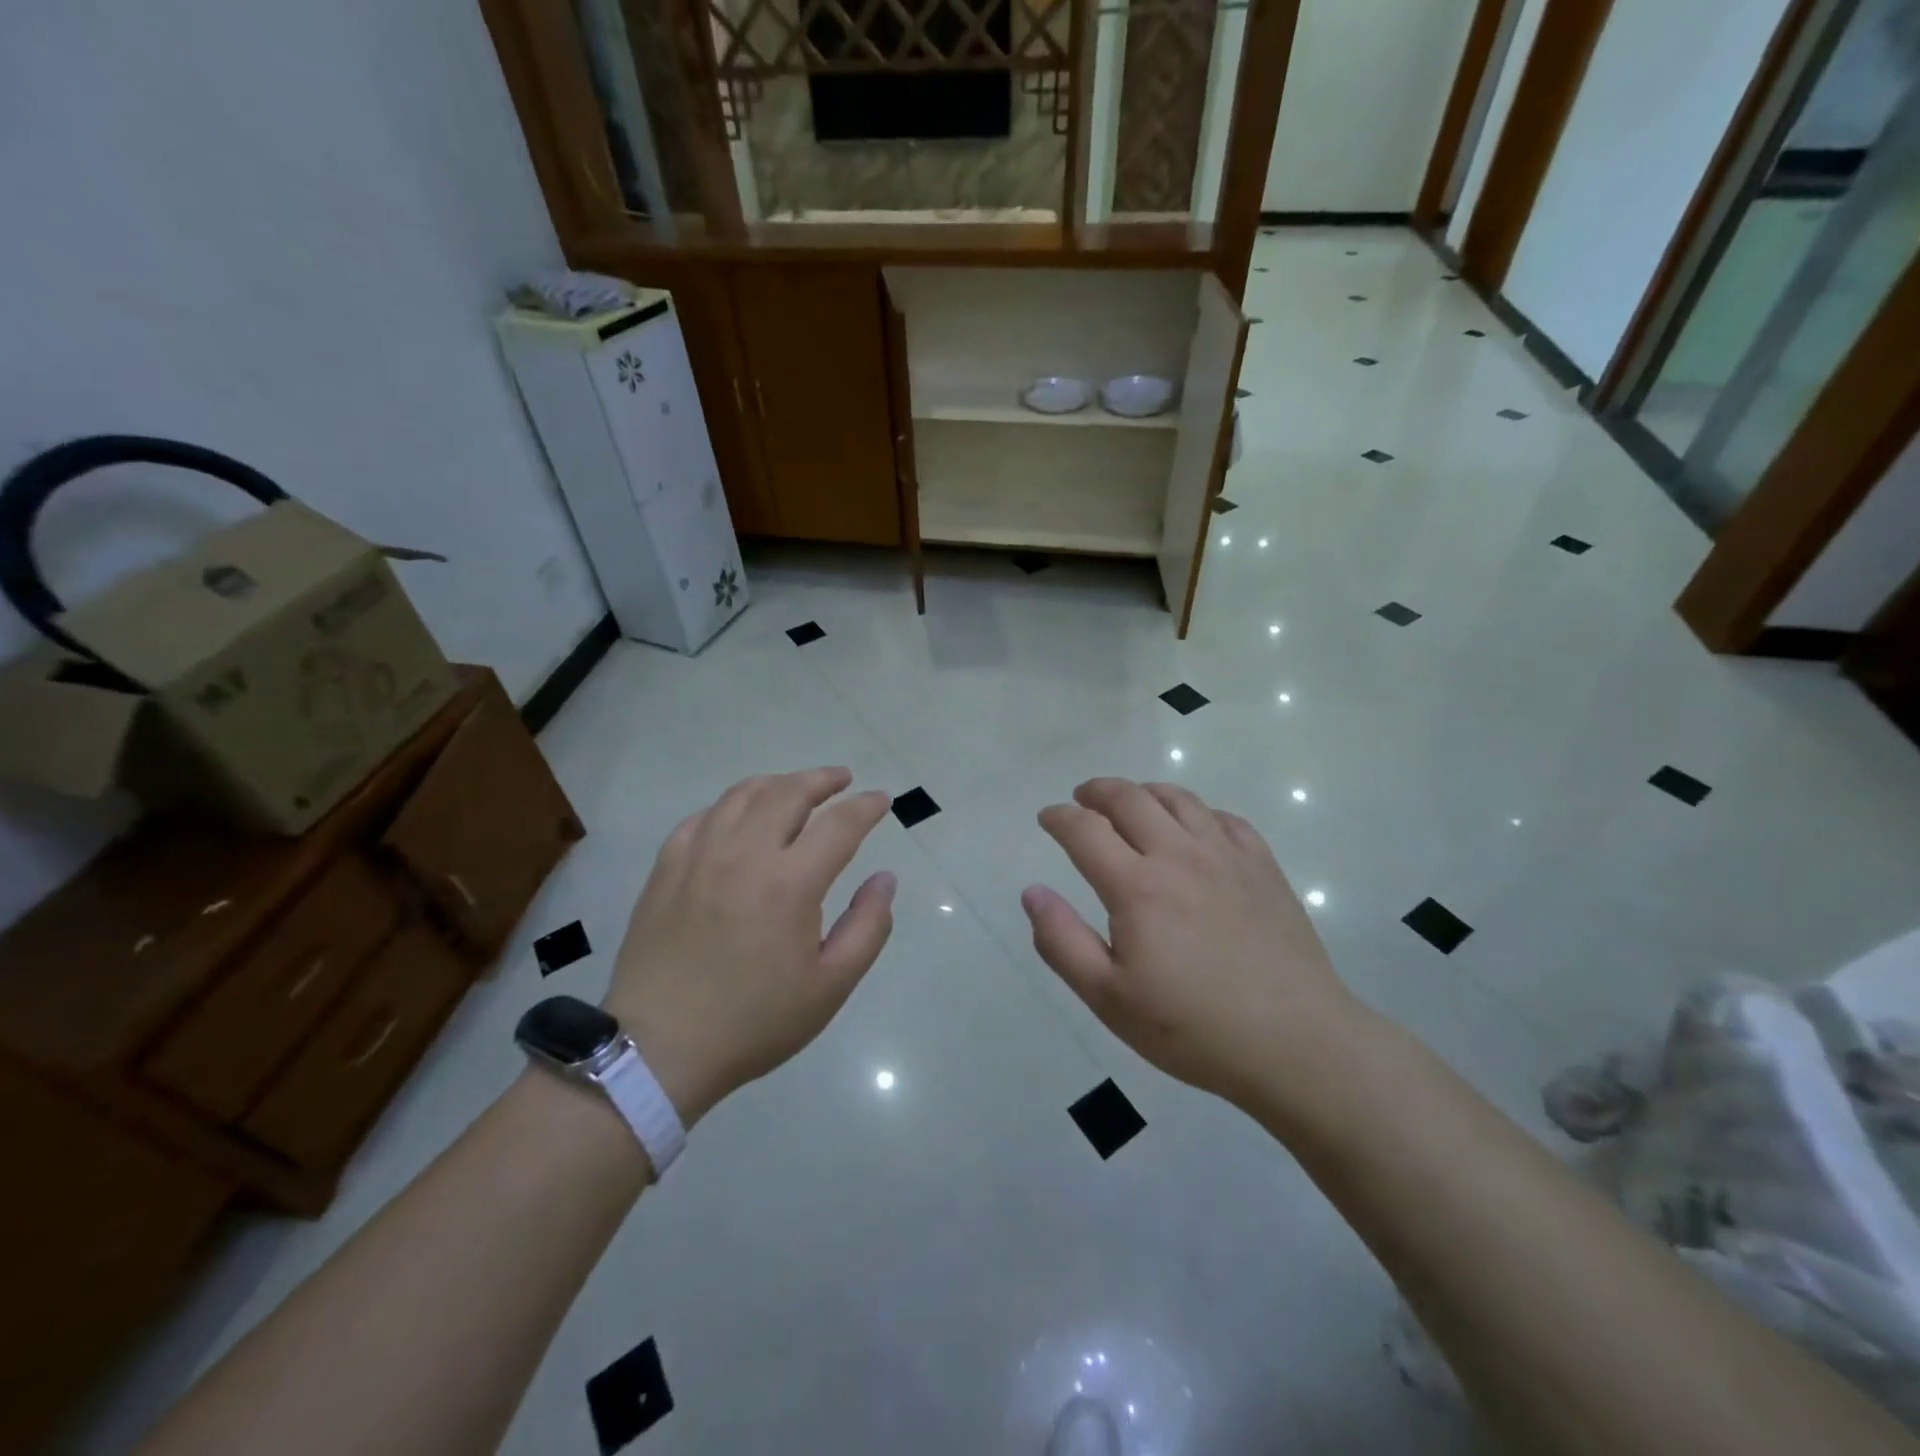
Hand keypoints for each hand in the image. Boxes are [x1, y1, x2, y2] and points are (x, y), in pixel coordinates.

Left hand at [606, 768, 896, 1127]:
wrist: (659, 1048)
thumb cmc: (754, 1021)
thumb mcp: (831, 986)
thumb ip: (868, 926)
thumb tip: (885, 878)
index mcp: (790, 882)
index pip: (839, 824)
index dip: (866, 806)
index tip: (882, 800)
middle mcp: (745, 854)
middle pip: (789, 792)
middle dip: (823, 779)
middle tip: (843, 779)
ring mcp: (699, 856)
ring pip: (742, 794)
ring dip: (778, 783)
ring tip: (795, 788)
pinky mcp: (666, 868)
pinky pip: (702, 817)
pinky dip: (730, 807)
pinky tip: (738, 818)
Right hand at [1022, 778, 1364, 1110]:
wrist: (1297, 1043)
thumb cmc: (1193, 1028)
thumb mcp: (1109, 998)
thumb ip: (1062, 942)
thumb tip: (1032, 892)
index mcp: (1136, 886)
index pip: (1085, 830)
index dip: (1059, 817)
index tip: (1047, 818)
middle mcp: (1179, 855)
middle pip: (1130, 798)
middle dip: (1097, 791)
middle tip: (1082, 799)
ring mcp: (1227, 856)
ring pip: (1178, 798)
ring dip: (1144, 792)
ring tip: (1132, 803)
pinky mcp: (1264, 867)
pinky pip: (1224, 818)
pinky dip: (1196, 811)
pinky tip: (1193, 829)